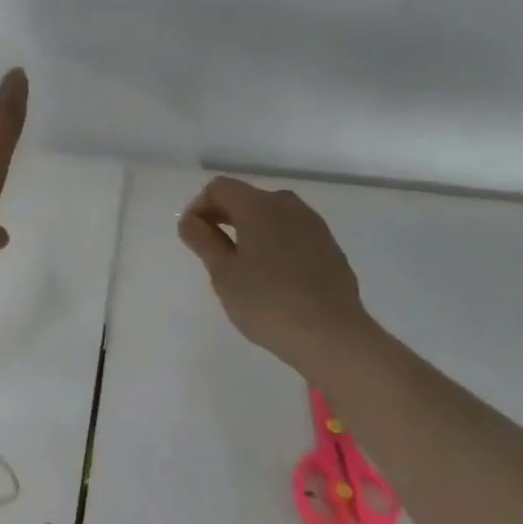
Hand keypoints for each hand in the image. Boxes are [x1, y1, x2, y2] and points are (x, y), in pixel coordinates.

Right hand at [178, 176, 387, 374]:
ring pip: (273, 216)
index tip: (192, 236)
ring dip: (251, 230)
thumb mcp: (223, 273)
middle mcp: (289, 206)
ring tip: (242, 265)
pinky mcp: (331, 248)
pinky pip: (293, 235)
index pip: (220, 188)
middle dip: (224, 217)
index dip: (199, 206)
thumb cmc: (267, 302)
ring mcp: (315, 226)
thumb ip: (203, 241)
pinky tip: (273, 277)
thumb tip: (189, 220)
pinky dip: (275, 244)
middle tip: (212, 252)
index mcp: (259, 206)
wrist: (332, 335)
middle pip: (247, 198)